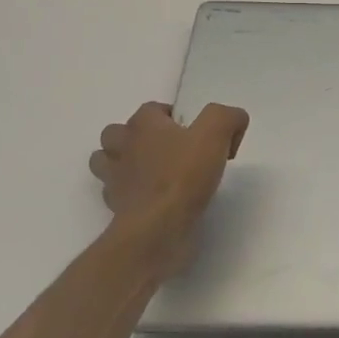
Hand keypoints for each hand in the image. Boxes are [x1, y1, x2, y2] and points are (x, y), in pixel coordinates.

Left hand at [90, 102, 249, 277]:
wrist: (157, 229)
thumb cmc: (184, 176)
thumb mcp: (217, 133)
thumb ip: (227, 117)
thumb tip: (232, 122)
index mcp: (143, 125)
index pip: (153, 109)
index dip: (177, 117)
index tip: (200, 136)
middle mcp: (122, 147)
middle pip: (118, 132)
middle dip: (138, 137)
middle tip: (170, 150)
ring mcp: (113, 179)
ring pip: (106, 161)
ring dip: (124, 163)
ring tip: (153, 172)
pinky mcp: (115, 208)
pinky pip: (116, 193)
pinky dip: (130, 193)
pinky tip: (153, 199)